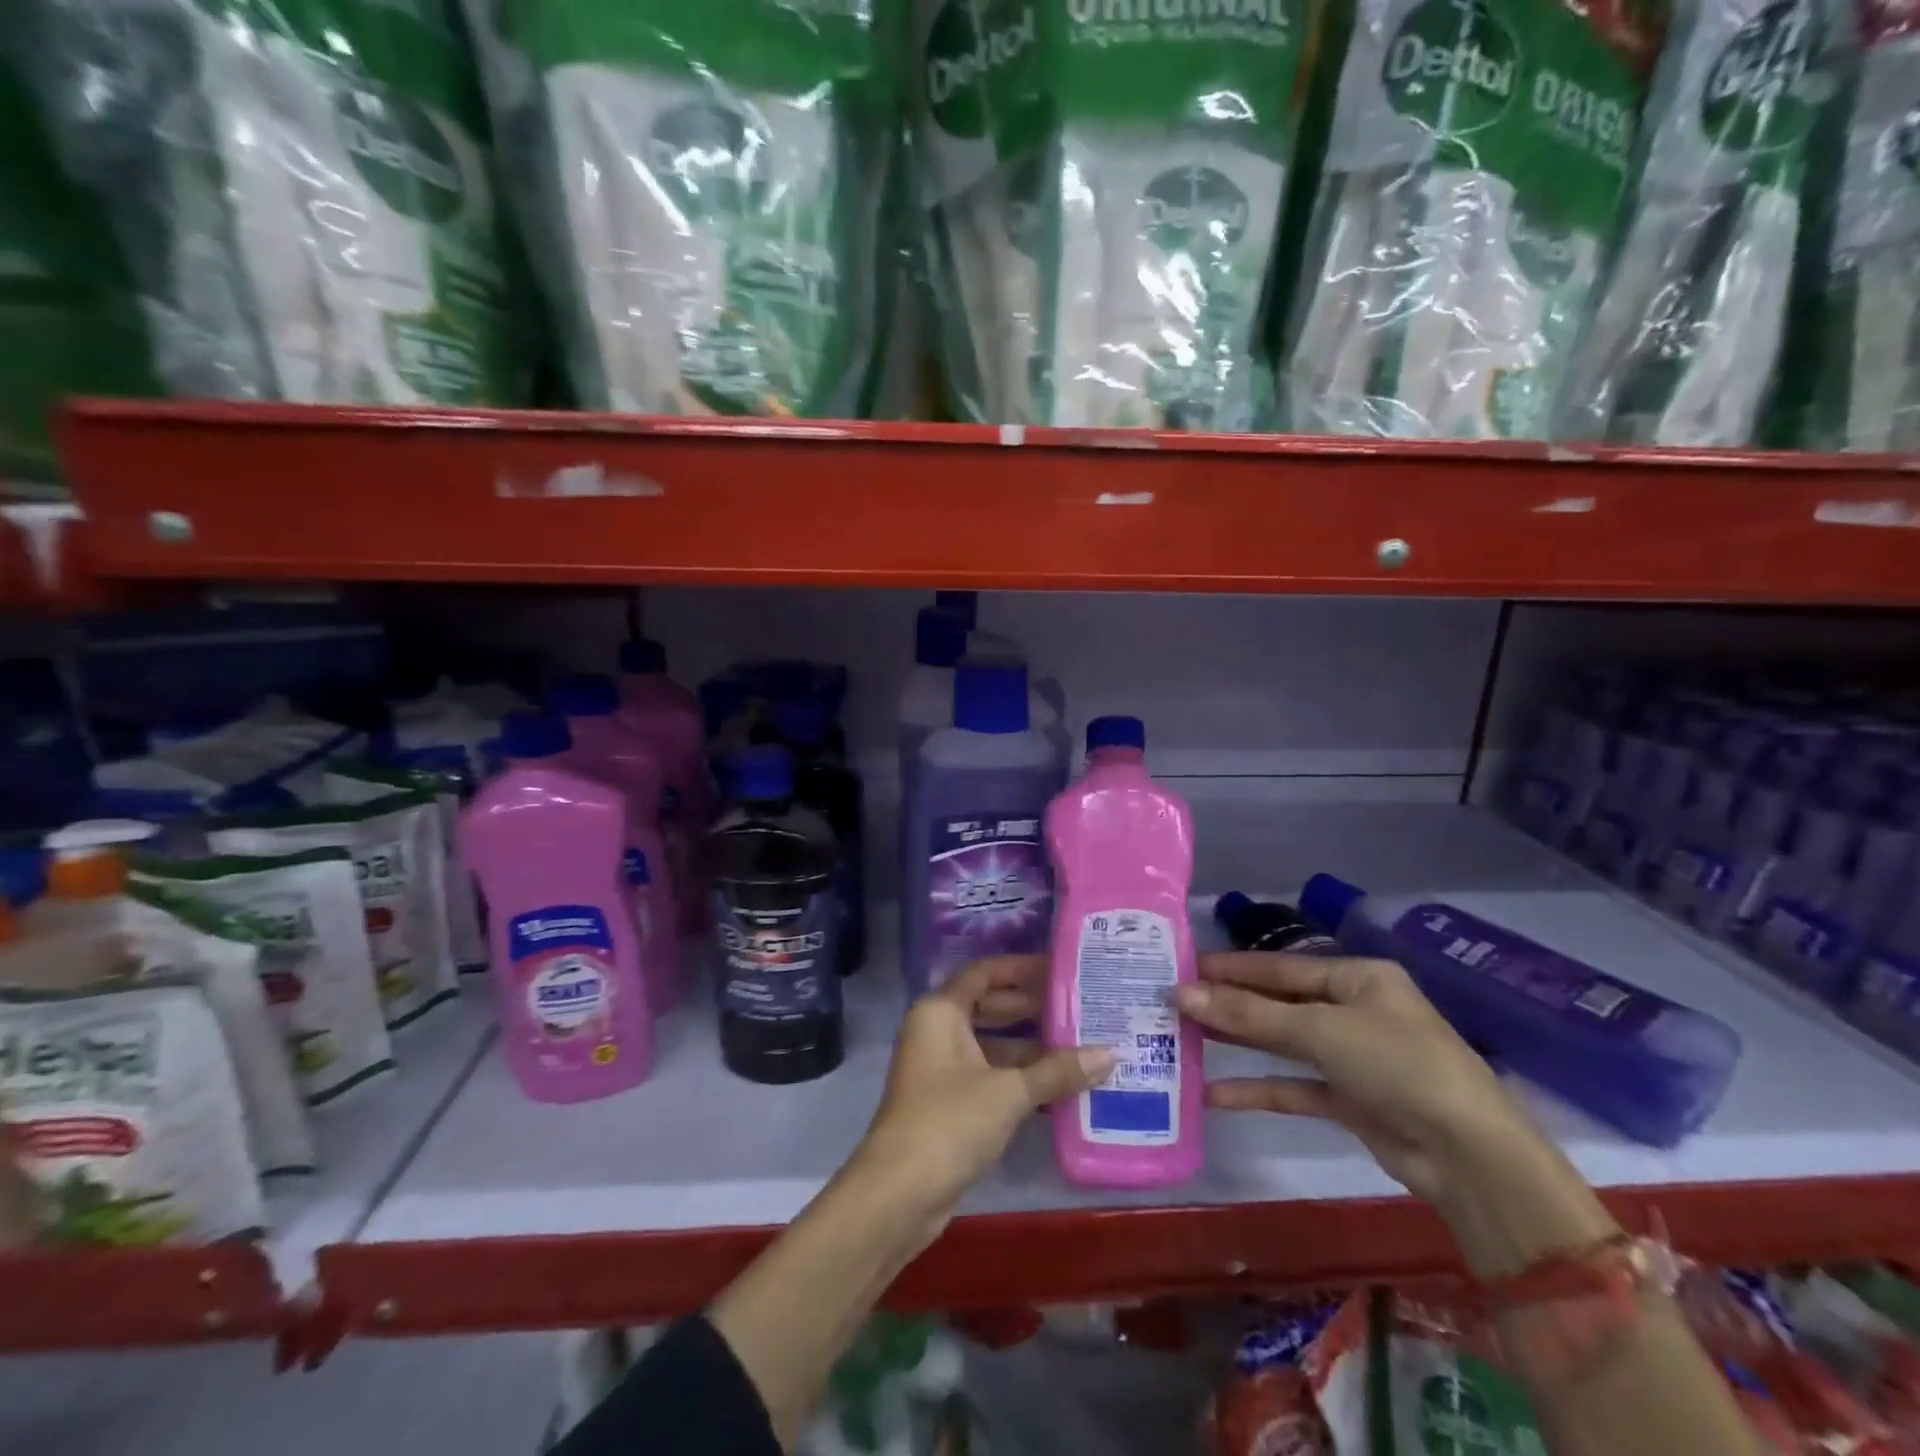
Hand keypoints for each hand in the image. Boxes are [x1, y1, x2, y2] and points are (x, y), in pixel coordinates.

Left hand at [848, 956, 1113, 1243]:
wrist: (899, 1193)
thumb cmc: (949, 1122)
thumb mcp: (1009, 1092)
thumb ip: (1058, 1071)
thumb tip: (1110, 1054)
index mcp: (941, 1011)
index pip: (984, 973)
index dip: (1020, 968)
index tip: (1059, 968)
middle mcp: (937, 1031)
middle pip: (988, 1007)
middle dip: (1031, 1007)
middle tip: (1078, 1006)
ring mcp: (940, 1068)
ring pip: (991, 1045)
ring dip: (1030, 1047)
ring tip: (1080, 1045)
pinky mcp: (948, 1102)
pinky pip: (989, 1075)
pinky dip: (1019, 1077)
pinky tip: (1059, 1086)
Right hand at [1172, 952, 1536, 1205]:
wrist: (1471, 1158)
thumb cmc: (1398, 1064)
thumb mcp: (1320, 1031)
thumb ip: (1249, 1015)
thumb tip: (1182, 994)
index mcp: (1358, 978)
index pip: (1281, 967)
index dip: (1232, 967)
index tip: (1184, 966)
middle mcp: (1354, 1011)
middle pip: (1279, 1003)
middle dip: (1229, 1004)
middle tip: (1174, 1002)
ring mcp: (1352, 1057)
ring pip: (1282, 1043)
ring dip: (1238, 1043)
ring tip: (1183, 1037)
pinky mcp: (1350, 1101)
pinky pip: (1294, 1087)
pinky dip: (1258, 1090)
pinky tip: (1213, 1095)